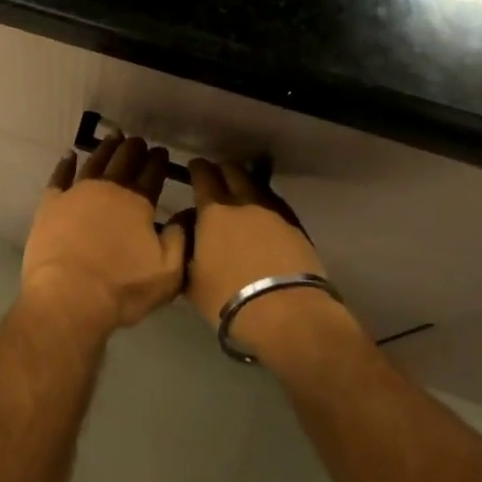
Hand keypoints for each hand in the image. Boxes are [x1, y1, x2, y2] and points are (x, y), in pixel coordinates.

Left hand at [23, 135, 186, 335]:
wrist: (68, 297)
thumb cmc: (121, 288)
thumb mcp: (168, 273)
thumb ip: (180, 240)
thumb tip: (187, 214)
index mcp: (138, 201)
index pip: (152, 173)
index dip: (159, 161)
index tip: (162, 152)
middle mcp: (108, 188)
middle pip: (124, 159)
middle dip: (134, 148)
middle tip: (138, 141)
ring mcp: (76, 192)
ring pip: (94, 161)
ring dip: (106, 148)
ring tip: (113, 138)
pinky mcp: (51, 203)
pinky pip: (60, 175)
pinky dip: (66, 163)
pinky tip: (70, 155)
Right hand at [181, 161, 354, 355]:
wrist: (287, 314)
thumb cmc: (229, 298)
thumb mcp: (191, 279)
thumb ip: (185, 249)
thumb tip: (188, 229)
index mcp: (214, 211)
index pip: (203, 175)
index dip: (197, 168)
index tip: (193, 167)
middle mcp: (244, 202)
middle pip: (233, 171)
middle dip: (221, 170)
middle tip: (215, 179)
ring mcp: (274, 212)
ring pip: (256, 184)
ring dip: (245, 183)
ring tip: (239, 195)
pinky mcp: (296, 226)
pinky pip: (275, 202)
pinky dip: (264, 202)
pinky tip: (261, 215)